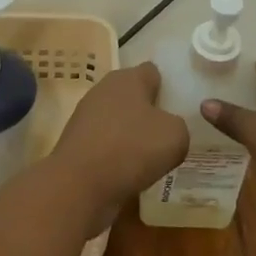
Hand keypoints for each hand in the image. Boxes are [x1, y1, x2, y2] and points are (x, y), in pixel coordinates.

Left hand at [47, 63, 188, 218]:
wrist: (79, 184)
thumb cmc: (132, 149)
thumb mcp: (175, 136)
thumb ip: (178, 125)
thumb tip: (166, 128)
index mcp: (127, 78)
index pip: (152, 72)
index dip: (166, 86)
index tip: (179, 106)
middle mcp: (104, 90)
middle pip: (133, 95)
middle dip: (149, 112)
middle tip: (168, 134)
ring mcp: (86, 116)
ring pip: (118, 120)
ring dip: (132, 135)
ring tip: (151, 158)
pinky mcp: (77, 142)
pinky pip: (106, 143)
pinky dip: (117, 154)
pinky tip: (129, 172)